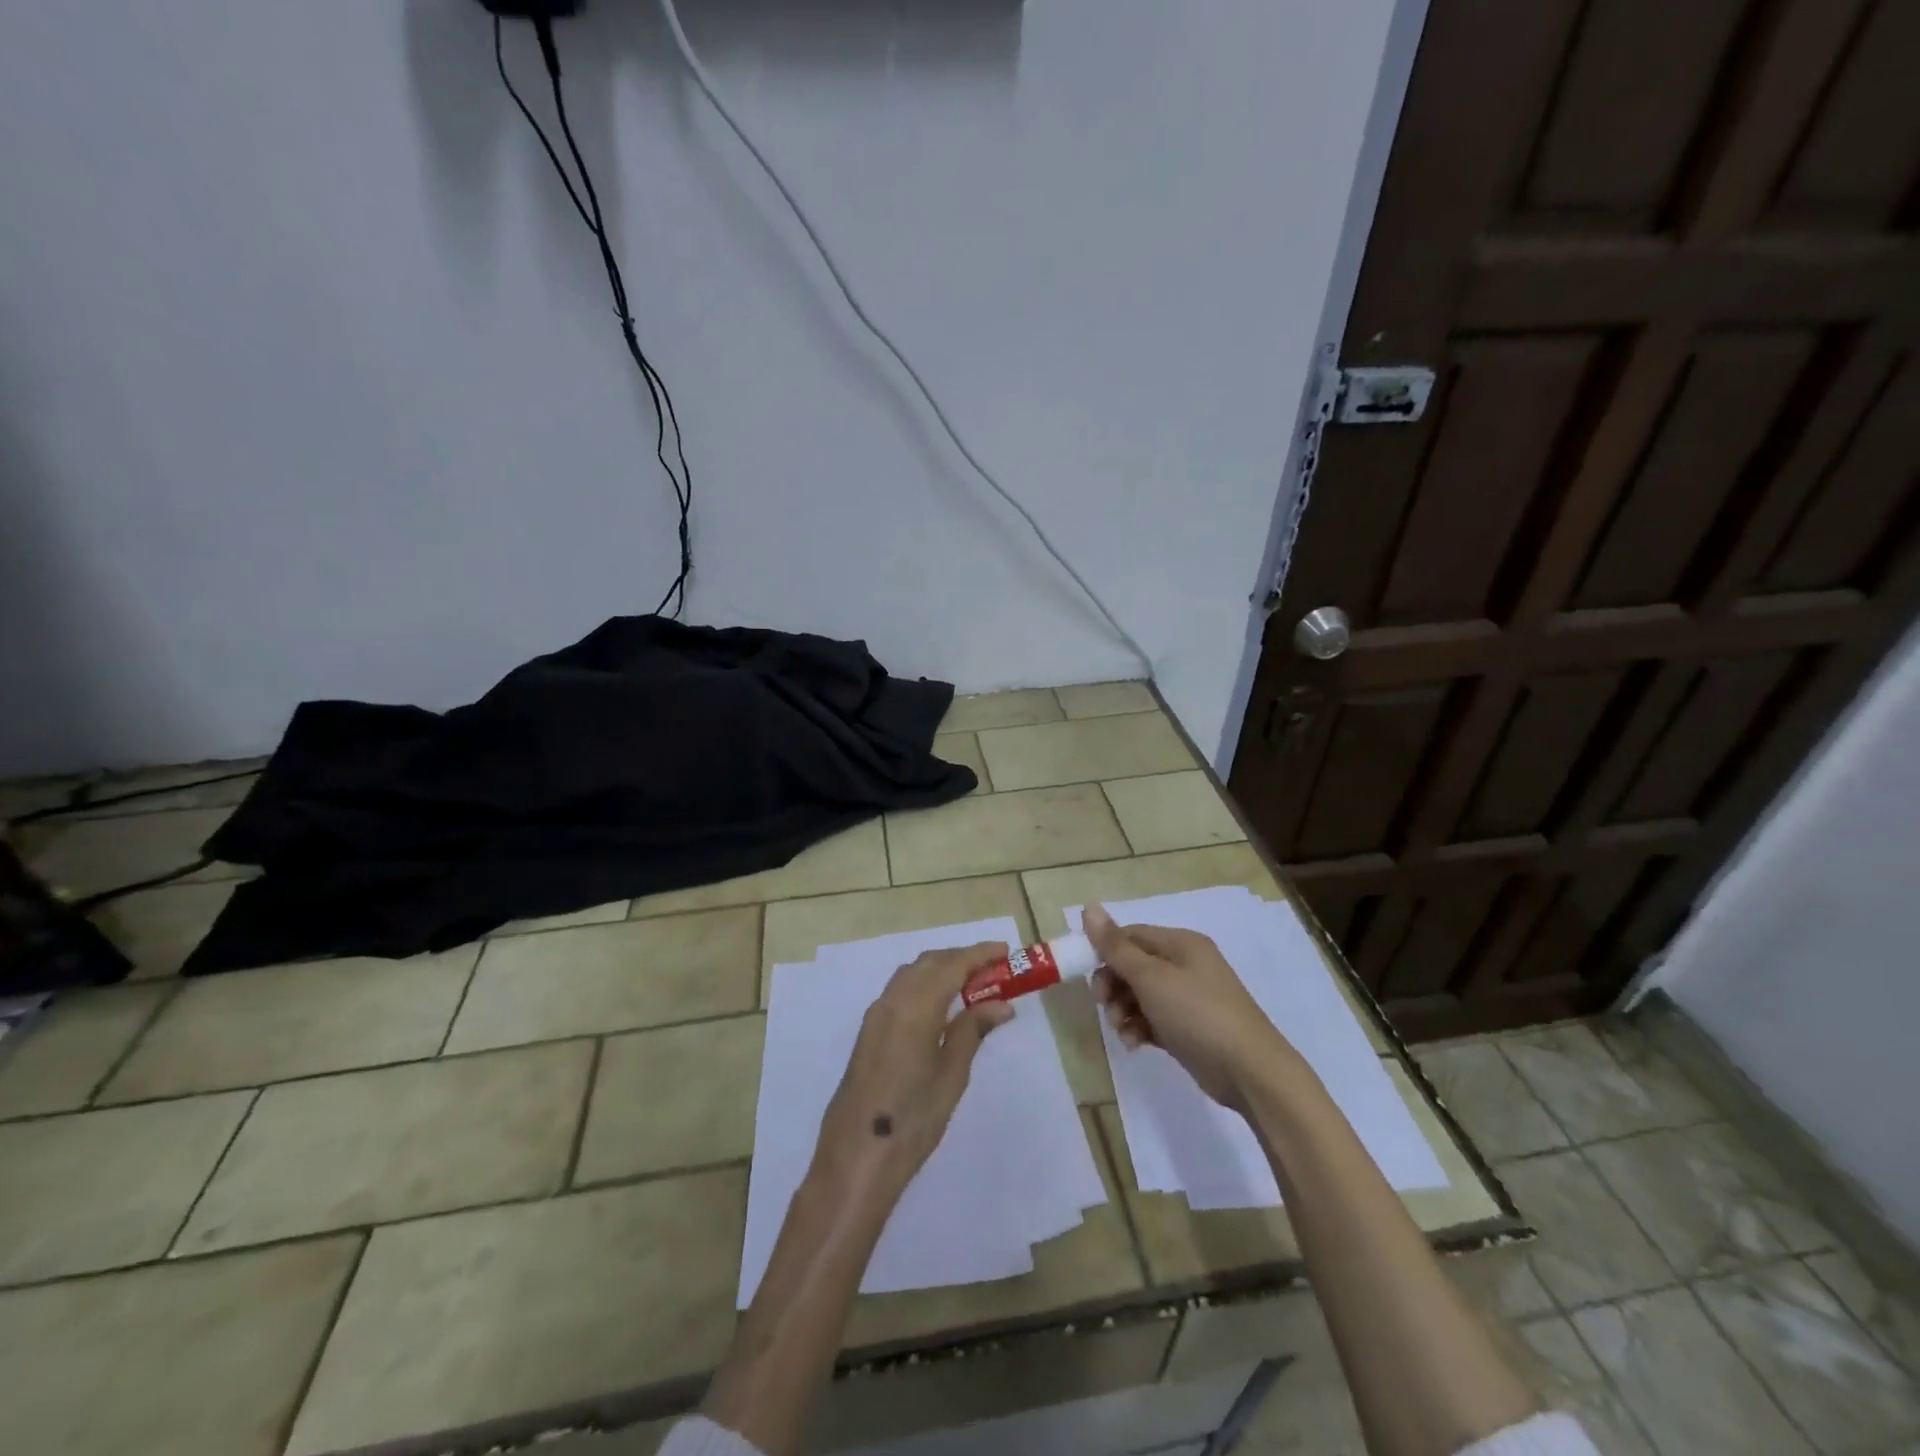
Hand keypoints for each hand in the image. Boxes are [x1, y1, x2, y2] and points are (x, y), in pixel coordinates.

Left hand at [811, 942, 1015, 1202]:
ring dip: (942, 969)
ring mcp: (876, 1014)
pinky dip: (925, 984)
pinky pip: (901, 990)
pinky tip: (942, 1005)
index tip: (1006, 951)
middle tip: (994, 970)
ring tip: (973, 985)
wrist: (857, 1156)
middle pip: (930, 962)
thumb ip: (972, 1031)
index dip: (979, 954)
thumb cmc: (913, 1119)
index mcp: (915, 1006)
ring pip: (912, 973)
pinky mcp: (869, 1030)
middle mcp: (892, 1000)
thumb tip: (1001, 1004)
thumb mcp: (951, 1075)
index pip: (952, 964)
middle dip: (961, 958)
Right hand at [1083, 902, 1294, 1112]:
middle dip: (1113, 985)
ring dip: (1123, 1010)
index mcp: (1180, 943)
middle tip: (1103, 1004)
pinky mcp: (1188, 1027)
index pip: (1130, 935)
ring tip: (1122, 1030)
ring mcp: (1188, 997)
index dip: (1105, 951)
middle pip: (1133, 965)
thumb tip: (1089, 906)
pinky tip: (1134, 1044)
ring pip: (1140, 994)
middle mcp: (1185, 964)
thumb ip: (1116, 945)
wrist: (1249, 1071)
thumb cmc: (1197, 1013)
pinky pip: (1153, 1019)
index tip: (1087, 975)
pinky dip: (1139, 1028)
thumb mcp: (1151, 977)